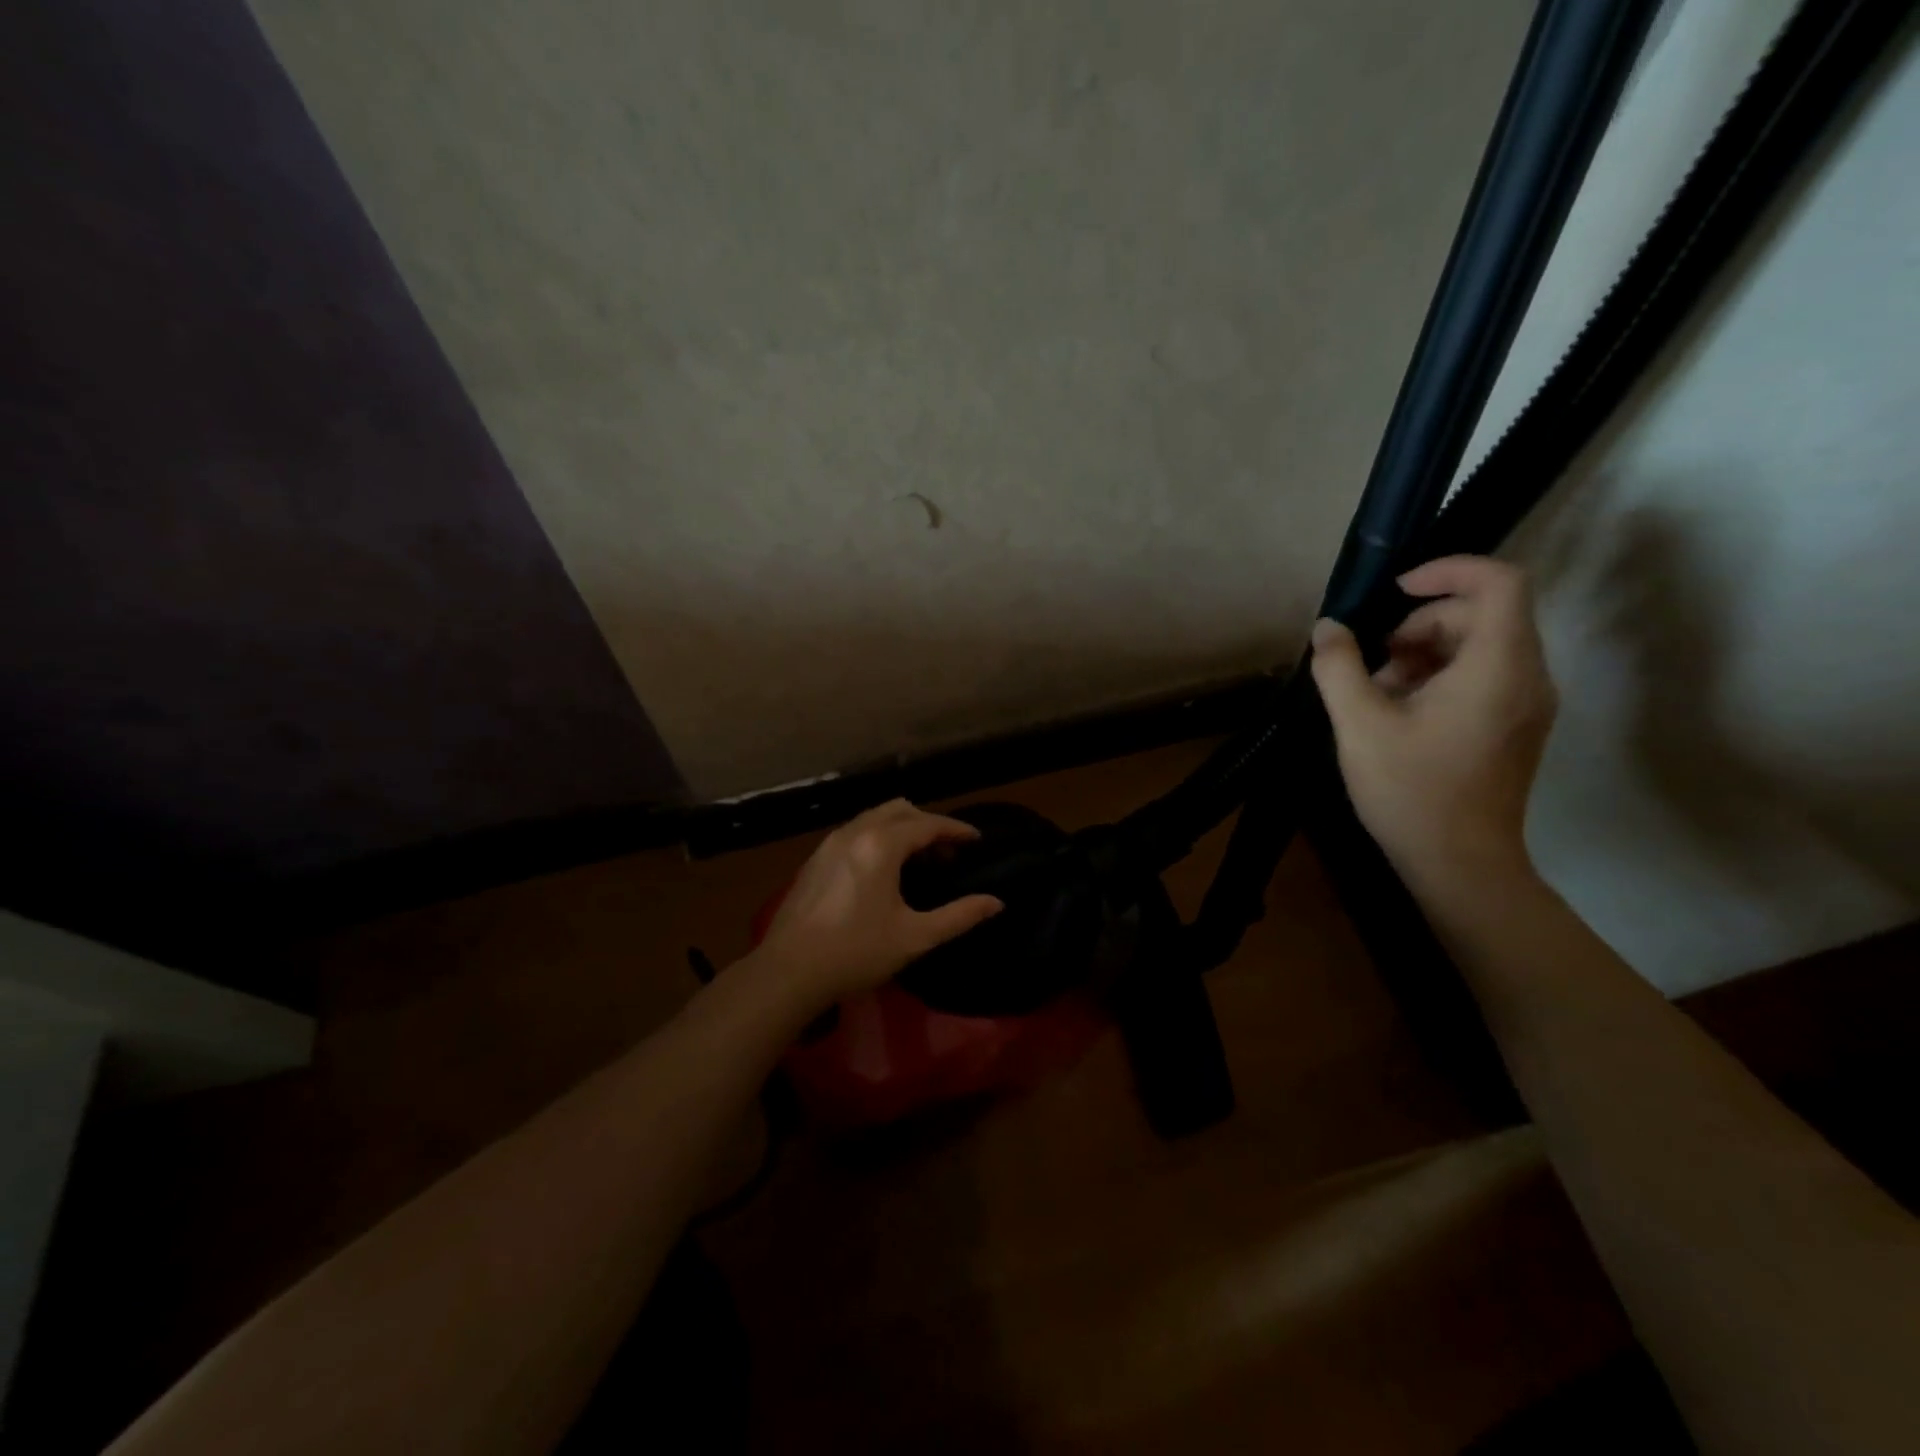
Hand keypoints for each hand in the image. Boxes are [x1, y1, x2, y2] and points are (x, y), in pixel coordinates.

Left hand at [753, 799, 1003, 1009]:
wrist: (789, 971)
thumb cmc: (856, 952)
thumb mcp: (915, 937)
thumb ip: (959, 916)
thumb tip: (996, 903)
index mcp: (881, 845)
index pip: (928, 824)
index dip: (956, 830)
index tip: (977, 840)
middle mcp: (855, 832)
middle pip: (900, 810)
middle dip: (928, 824)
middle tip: (948, 853)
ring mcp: (830, 843)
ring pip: (874, 818)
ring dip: (902, 829)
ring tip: (919, 860)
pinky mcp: (815, 859)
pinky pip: (855, 832)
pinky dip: (878, 837)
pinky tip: (883, 871)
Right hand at [1309, 556, 1556, 891]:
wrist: (1460, 864)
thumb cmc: (1410, 791)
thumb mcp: (1360, 725)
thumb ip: (1339, 667)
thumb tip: (1328, 628)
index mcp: (1498, 667)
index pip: (1498, 581)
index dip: (1447, 570)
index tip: (1395, 592)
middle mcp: (1527, 676)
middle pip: (1482, 614)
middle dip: (1419, 625)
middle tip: (1373, 663)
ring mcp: (1526, 703)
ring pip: (1479, 645)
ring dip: (1423, 653)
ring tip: (1377, 693)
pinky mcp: (1514, 725)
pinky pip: (1482, 675)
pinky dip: (1438, 677)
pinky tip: (1398, 712)